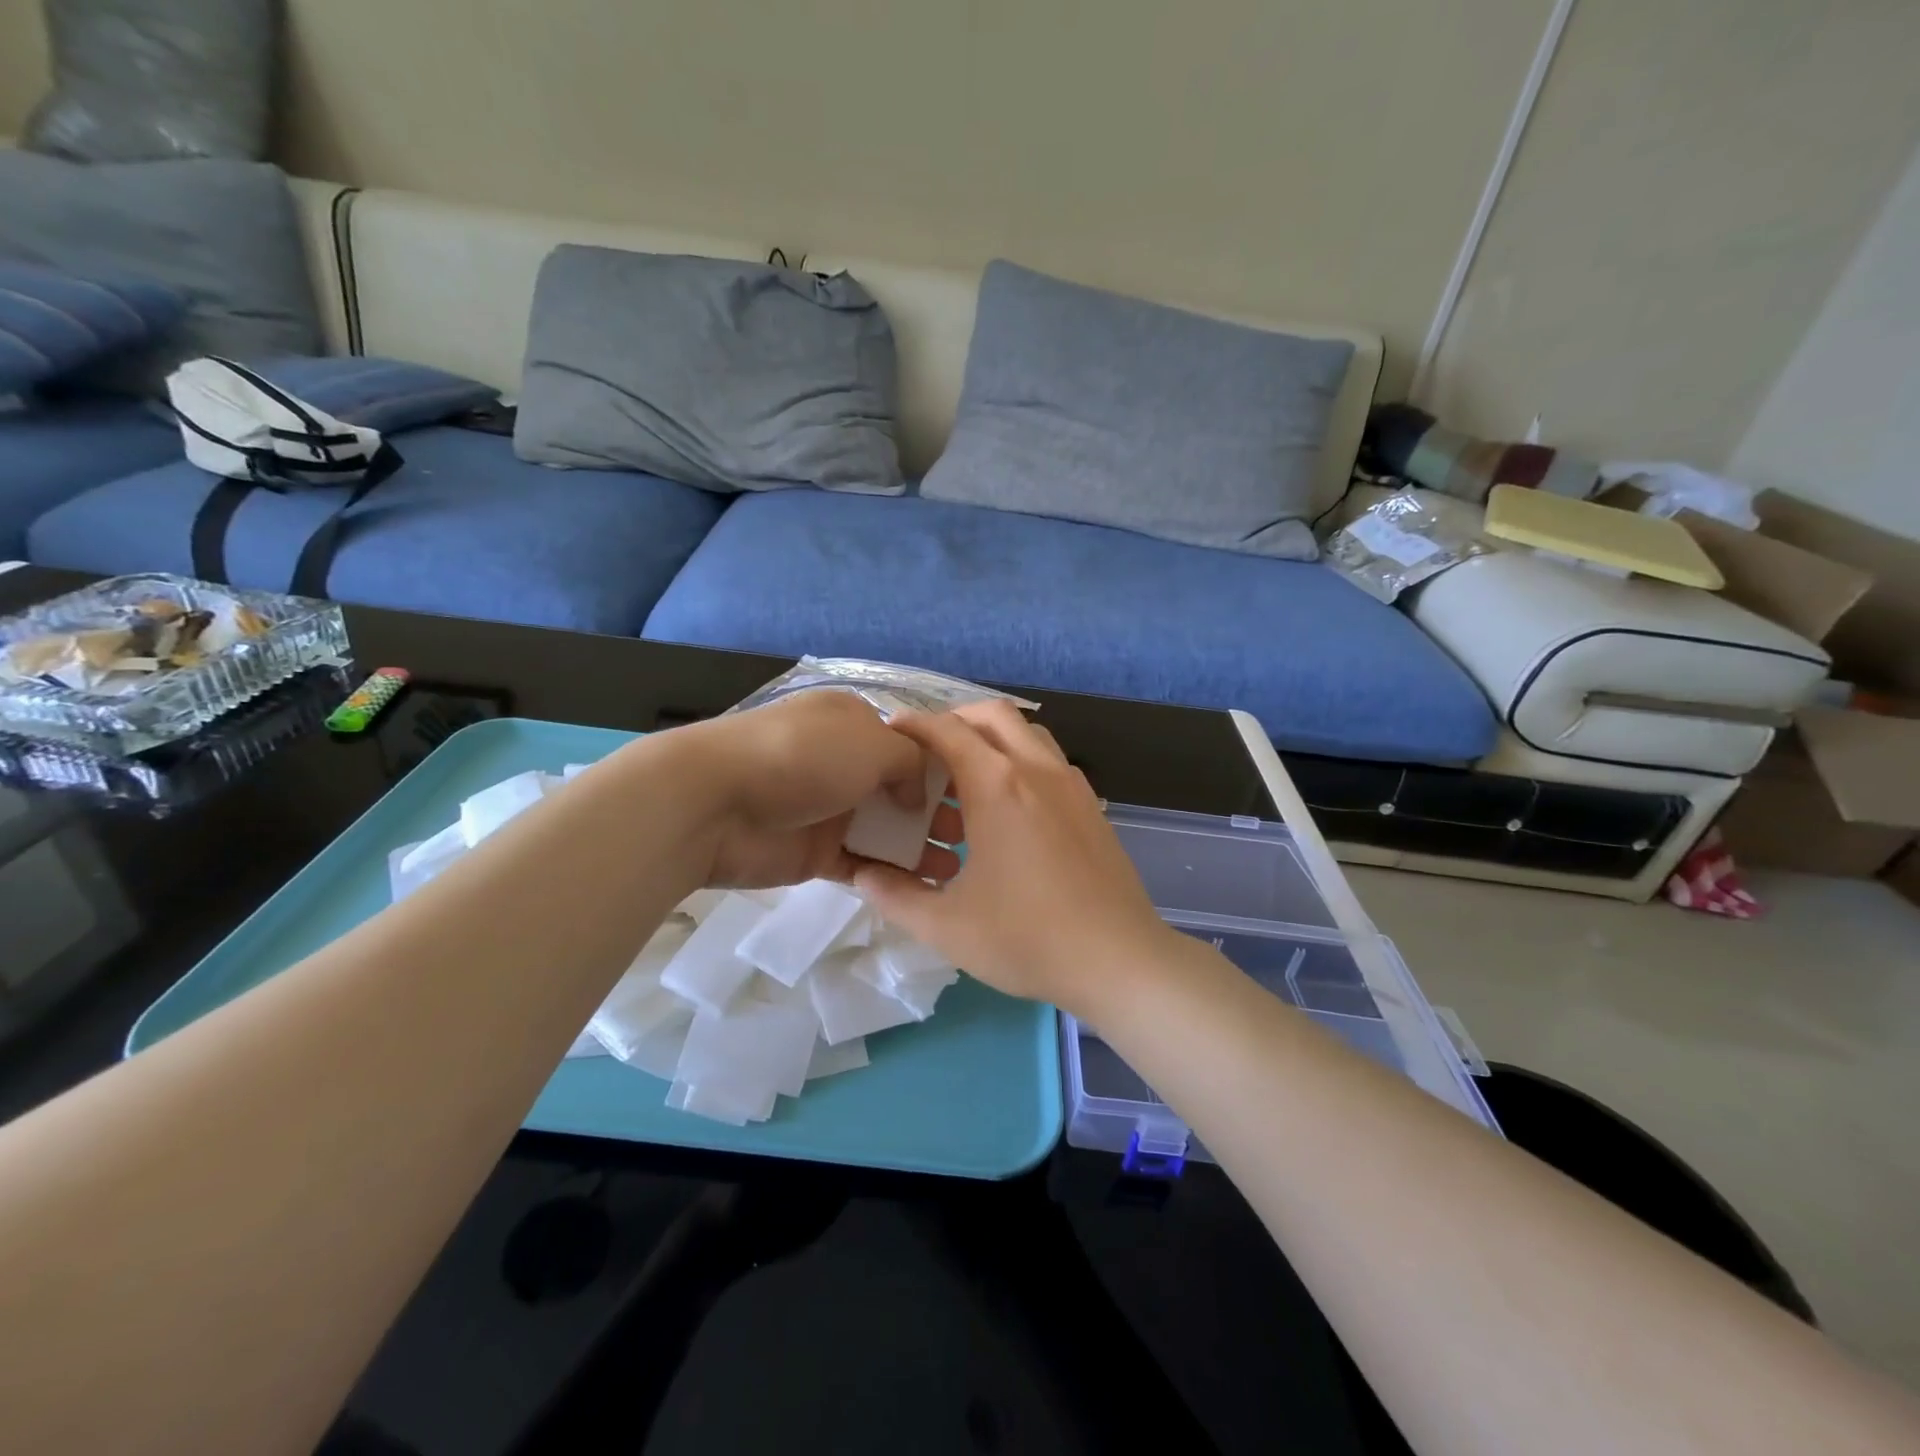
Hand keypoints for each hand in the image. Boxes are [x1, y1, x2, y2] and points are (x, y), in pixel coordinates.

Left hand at [656, 690, 960, 889]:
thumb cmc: (803, 758)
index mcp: (854, 724)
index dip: (945, 768)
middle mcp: (844, 763)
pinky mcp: (815, 852)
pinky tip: (923, 888)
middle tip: (972, 838)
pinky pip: (861, 862)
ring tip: (956, 870)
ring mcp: (828, 809)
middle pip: (901, 789)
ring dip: (919, 848)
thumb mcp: (872, 743)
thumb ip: (910, 763)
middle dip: (937, 812)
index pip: (910, 744)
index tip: (979, 794)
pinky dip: (889, 873)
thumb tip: (916, 792)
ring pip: (885, 829)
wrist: (716, 803)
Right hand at [852, 700, 1178, 1014]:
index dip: (913, 724)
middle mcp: (1036, 769)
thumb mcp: (945, 925)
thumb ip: (895, 895)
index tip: (889, 734)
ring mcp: (1071, 785)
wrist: (1120, 960)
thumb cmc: (1027, 939)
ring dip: (992, 740)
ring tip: (965, 781)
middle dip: (954, 720)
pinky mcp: (1091, 806)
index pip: (947, 730)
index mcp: (997, 785)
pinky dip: (1021, 763)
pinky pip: (1049, 762)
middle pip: (992, 715)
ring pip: (1027, 735)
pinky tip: (1007, 811)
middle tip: (928, 753)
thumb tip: (860, 874)